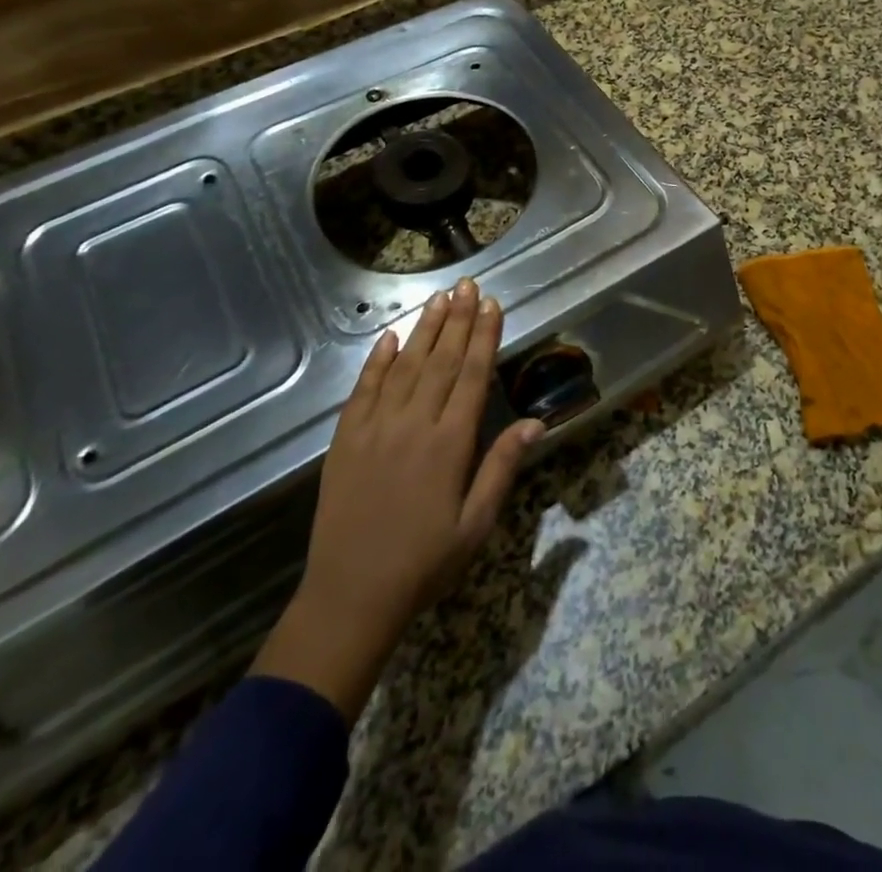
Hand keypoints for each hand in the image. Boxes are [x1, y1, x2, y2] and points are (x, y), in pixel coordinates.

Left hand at [253, 279, 542, 721]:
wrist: (351, 596)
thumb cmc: (425, 562)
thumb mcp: (476, 523)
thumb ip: (502, 467)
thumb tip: (535, 422)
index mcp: (450, 443)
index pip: (473, 375)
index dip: (485, 336)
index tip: (492, 305)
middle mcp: (414, 424)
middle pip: (441, 360)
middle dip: (458, 319)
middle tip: (468, 285)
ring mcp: (375, 428)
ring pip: (405, 366)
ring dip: (425, 329)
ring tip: (439, 298)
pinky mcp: (345, 439)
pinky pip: (364, 389)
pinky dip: (377, 361)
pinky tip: (390, 338)